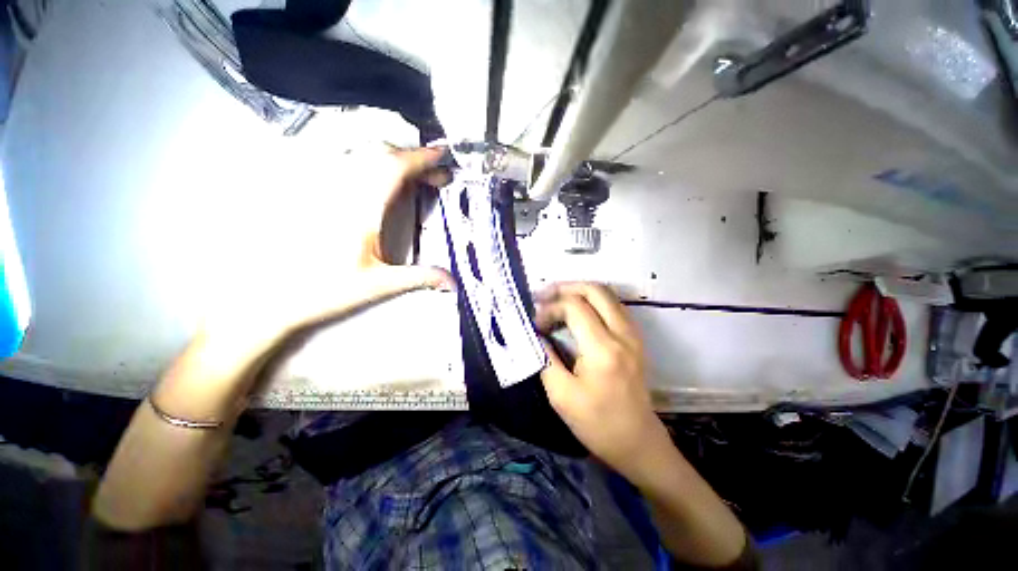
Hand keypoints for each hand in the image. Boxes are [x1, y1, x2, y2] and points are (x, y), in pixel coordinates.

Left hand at [204, 146, 454, 347]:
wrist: (275, 298)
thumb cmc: (327, 290)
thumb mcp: (380, 284)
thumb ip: (420, 278)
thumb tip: (453, 282)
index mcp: (361, 210)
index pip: (393, 169)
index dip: (420, 158)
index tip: (442, 155)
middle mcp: (342, 193)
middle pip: (381, 157)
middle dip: (414, 160)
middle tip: (438, 174)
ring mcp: (327, 193)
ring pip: (364, 160)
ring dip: (396, 162)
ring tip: (418, 177)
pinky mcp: (317, 198)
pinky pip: (350, 170)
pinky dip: (376, 168)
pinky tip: (384, 183)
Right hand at [535, 283, 670, 479]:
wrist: (638, 443)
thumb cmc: (597, 424)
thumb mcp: (561, 395)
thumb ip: (545, 357)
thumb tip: (537, 332)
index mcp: (603, 349)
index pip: (574, 307)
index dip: (550, 308)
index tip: (535, 322)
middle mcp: (622, 333)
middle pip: (595, 290)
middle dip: (565, 287)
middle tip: (543, 295)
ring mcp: (633, 334)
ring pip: (606, 295)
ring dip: (579, 292)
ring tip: (556, 300)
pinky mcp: (635, 339)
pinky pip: (613, 306)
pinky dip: (592, 301)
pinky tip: (576, 312)